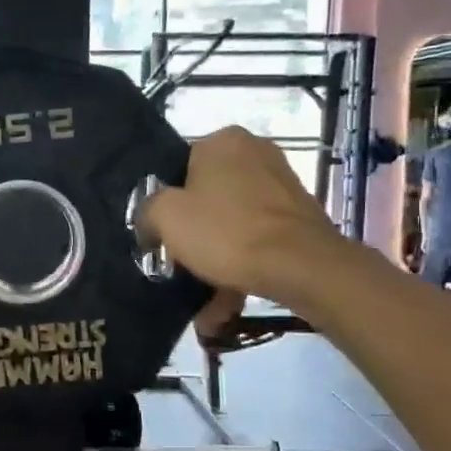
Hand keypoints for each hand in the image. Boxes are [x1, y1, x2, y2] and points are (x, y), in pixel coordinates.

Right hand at [140, 126, 340, 303]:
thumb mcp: (166, 217)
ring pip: (233, 227)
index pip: (179, 168)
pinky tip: (227, 307)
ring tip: (205, 309)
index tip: (162, 236)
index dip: (166, 205)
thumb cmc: (226, 231)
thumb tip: (150, 223)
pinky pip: (257, 242)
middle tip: (180, 269)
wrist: (303, 267)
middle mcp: (256, 154)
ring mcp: (282, 187)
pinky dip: (241, 270)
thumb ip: (147, 211)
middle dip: (193, 240)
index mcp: (223, 141)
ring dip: (215, 266)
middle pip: (207, 200)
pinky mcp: (300, 219)